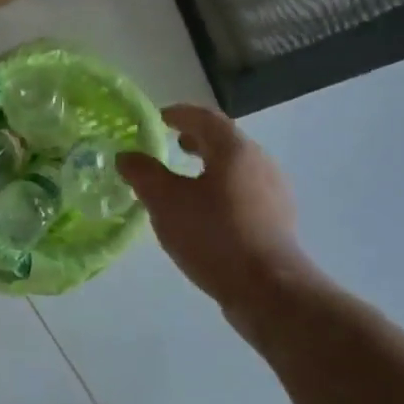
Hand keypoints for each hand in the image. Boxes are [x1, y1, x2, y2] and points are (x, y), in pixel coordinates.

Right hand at [116, 106, 310, 313]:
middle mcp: (260, 162)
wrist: (268, 289)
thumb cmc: (213, 235)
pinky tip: (204, 213)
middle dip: (195, 140)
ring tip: (183, 180)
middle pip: (224, 141)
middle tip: (169, 145)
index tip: (158, 118)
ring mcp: (273, 192)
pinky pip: (244, 192)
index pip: (205, 117)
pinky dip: (220, 189)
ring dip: (209, 166)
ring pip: (235, 168)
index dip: (179, 114)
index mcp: (235, 149)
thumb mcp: (166, 202)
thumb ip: (143, 174)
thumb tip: (127, 156)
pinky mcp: (276, 220)